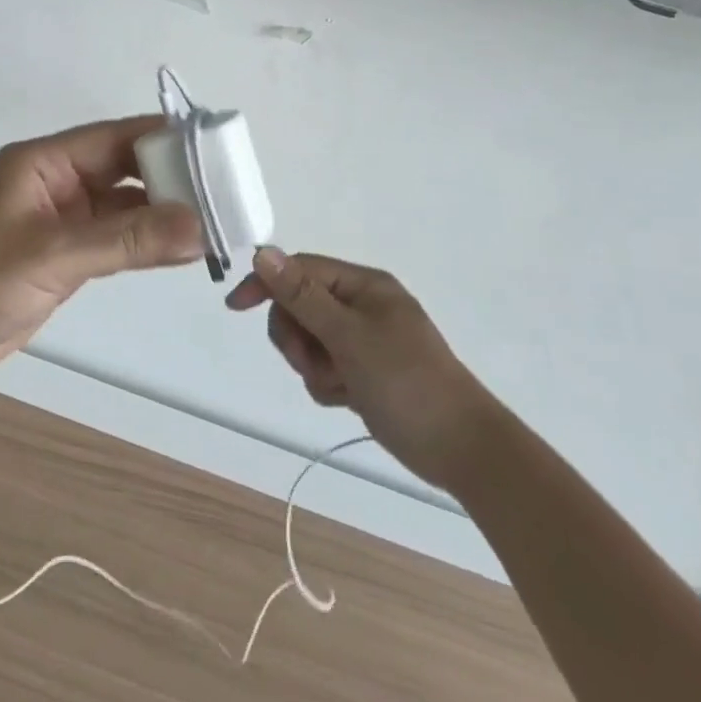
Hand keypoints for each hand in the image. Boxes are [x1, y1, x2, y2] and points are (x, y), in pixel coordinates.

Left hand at [0, 117, 202, 396]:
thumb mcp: (51, 255)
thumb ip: (125, 241)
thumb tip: (200, 228)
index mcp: (43, 162)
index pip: (115, 138)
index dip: (163, 137)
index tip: (214, 145)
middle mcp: (55, 183)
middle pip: (123, 168)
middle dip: (170, 178)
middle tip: (225, 190)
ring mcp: (60, 221)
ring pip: (123, 206)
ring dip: (161, 213)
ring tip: (216, 220)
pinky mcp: (63, 256)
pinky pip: (114, 239)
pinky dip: (145, 242)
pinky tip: (181, 249)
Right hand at [227, 249, 497, 490]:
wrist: (463, 450)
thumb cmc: (407, 382)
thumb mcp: (348, 336)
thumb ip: (302, 295)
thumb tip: (262, 251)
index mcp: (363, 285)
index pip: (300, 270)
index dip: (266, 283)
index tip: (236, 307)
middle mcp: (362, 305)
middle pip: (300, 306)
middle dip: (297, 337)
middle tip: (313, 363)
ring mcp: (364, 339)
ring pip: (309, 340)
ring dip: (313, 365)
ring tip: (339, 386)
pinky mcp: (365, 371)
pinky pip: (325, 366)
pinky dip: (328, 382)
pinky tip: (348, 399)